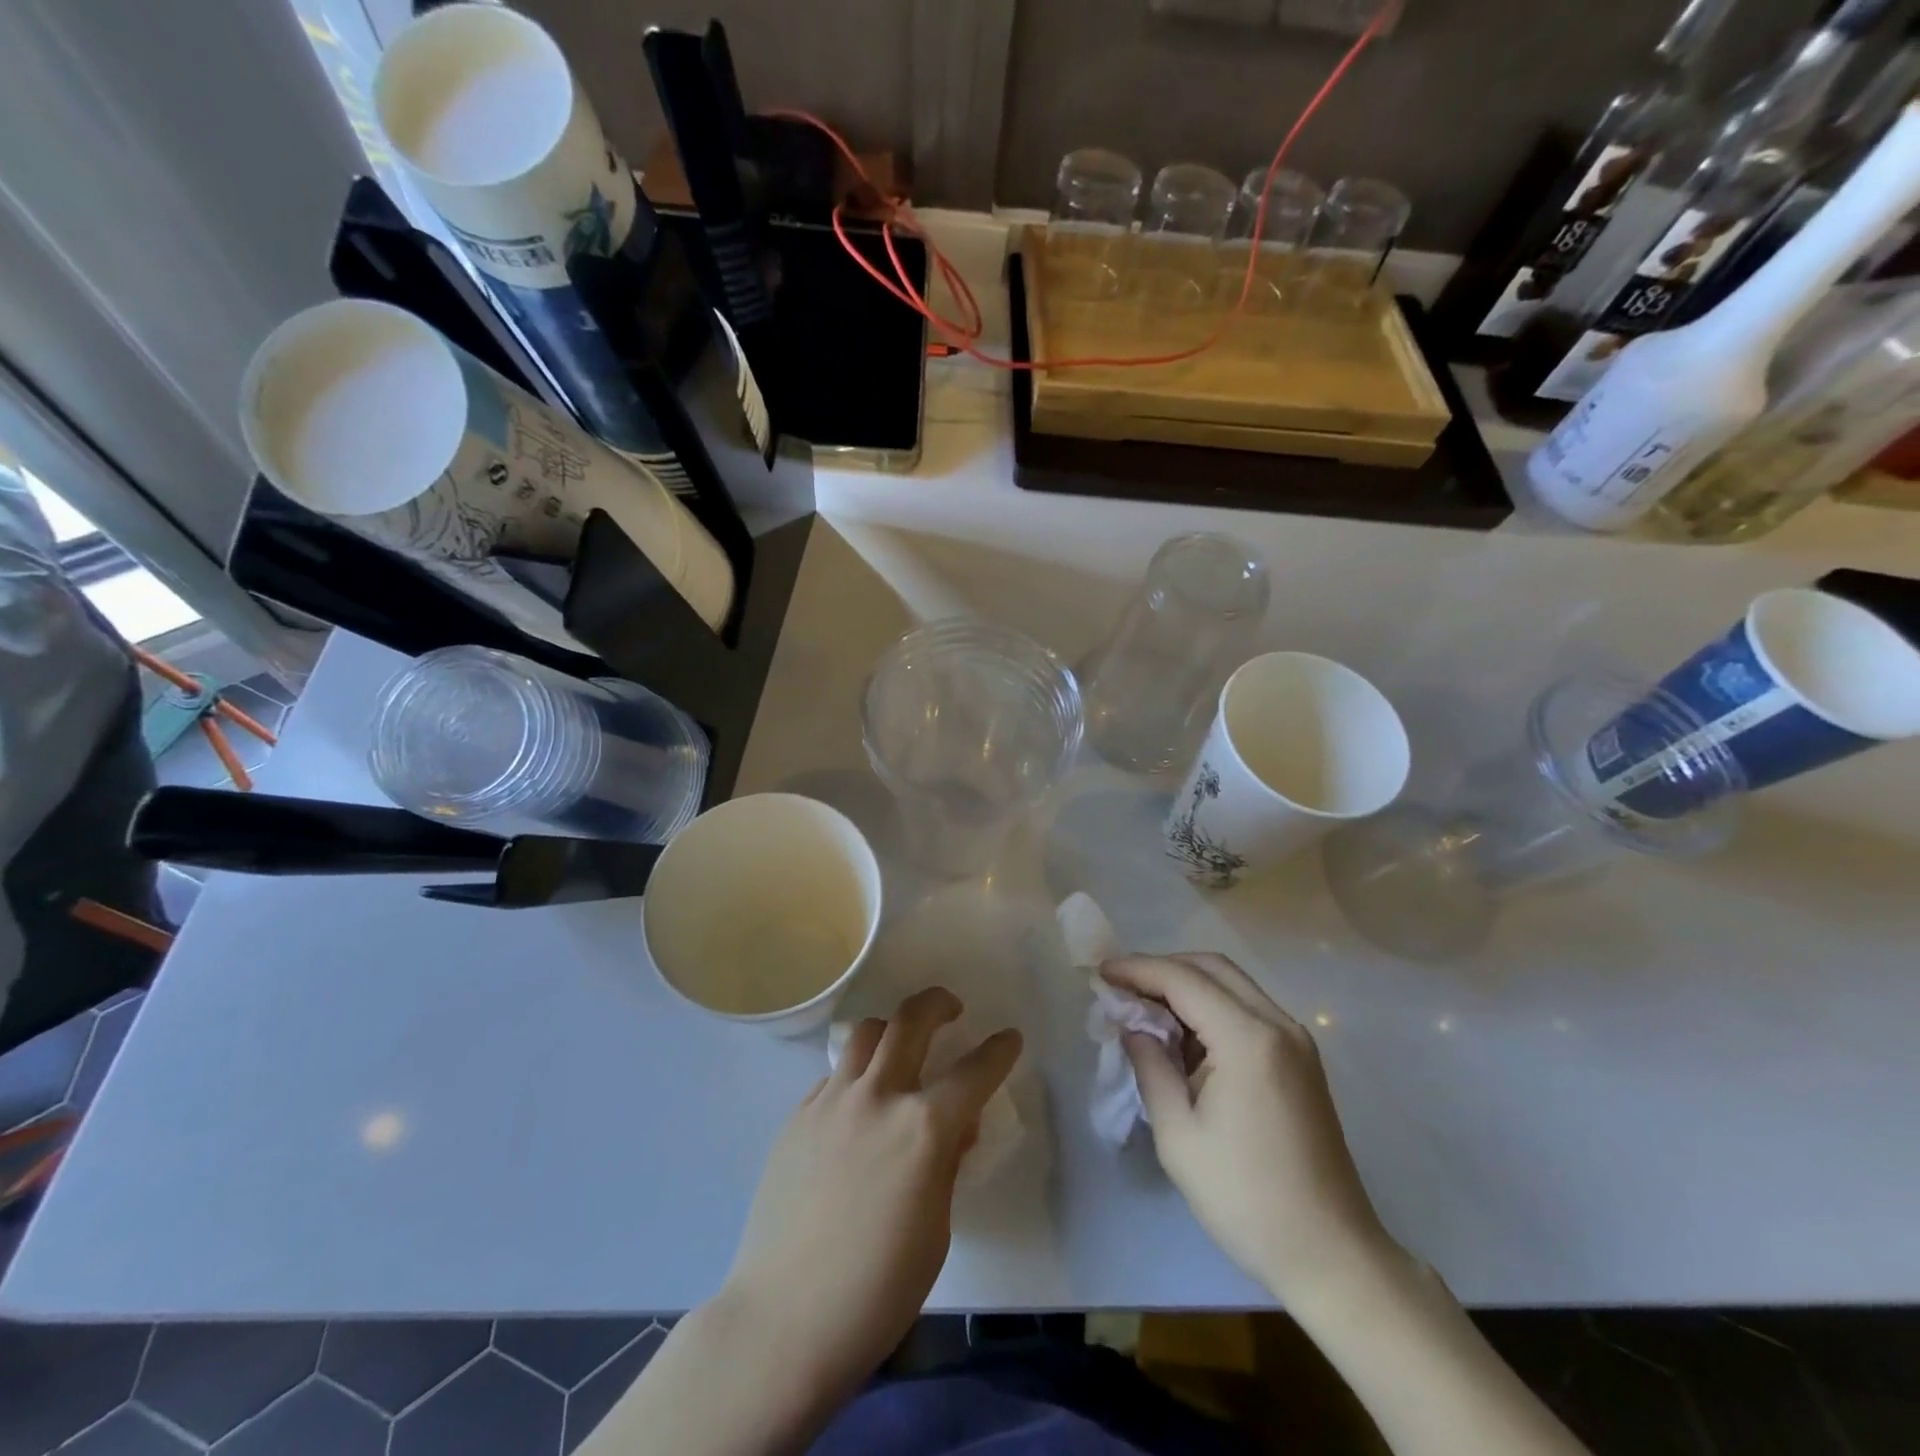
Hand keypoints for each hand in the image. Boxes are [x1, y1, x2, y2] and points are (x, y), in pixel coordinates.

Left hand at [721, 987, 1021, 1401]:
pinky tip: (858, 1109)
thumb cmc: (877, 1290)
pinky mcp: (798, 1115)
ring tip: (901, 1050)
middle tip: (951, 1010)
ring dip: (893, 1030)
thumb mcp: (935, 1229)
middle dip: (939, 1003)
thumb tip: (955, 1126)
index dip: (999, 1050)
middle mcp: (878, 1097)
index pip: (974, 1071)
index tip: (1009, 1038)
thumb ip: (946, 1163)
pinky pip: (835, 1075)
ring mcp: (831, 1101)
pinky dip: (857, 1076)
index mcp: (923, 1129)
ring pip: (867, 1034)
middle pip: (911, 1020)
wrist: (784, 1319)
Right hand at [1103, 953, 1394, 1302]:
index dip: (1138, 970)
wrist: (1332, 1256)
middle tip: (1122, 987)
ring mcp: (1296, 1041)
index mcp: (1248, 1040)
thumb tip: (1133, 1027)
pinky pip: (1248, 1009)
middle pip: (1212, 967)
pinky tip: (1184, 1034)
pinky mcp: (1301, 1060)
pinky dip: (1211, 1006)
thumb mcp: (1179, 1136)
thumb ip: (1151, 1067)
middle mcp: (1278, 1025)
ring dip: (1187, 985)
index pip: (1183, 980)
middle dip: (1162, 968)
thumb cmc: (1246, 1199)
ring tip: (1145, 1007)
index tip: (1100, 972)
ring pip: (1232, 984)